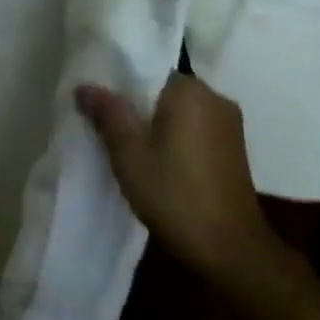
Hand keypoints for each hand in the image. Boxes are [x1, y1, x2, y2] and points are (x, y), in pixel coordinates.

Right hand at [76, 73, 268, 282]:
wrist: (230, 249)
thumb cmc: (174, 195)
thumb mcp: (129, 154)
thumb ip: (108, 114)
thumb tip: (85, 85)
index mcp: (191, 91)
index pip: (148, 70)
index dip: (120, 85)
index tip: (99, 104)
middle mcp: (215, 98)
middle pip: (164, 90)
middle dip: (137, 106)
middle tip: (106, 128)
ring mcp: (229, 124)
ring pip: (180, 111)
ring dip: (156, 124)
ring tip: (128, 146)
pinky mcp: (234, 148)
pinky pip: (195, 128)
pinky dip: (175, 137)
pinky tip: (158, 161)